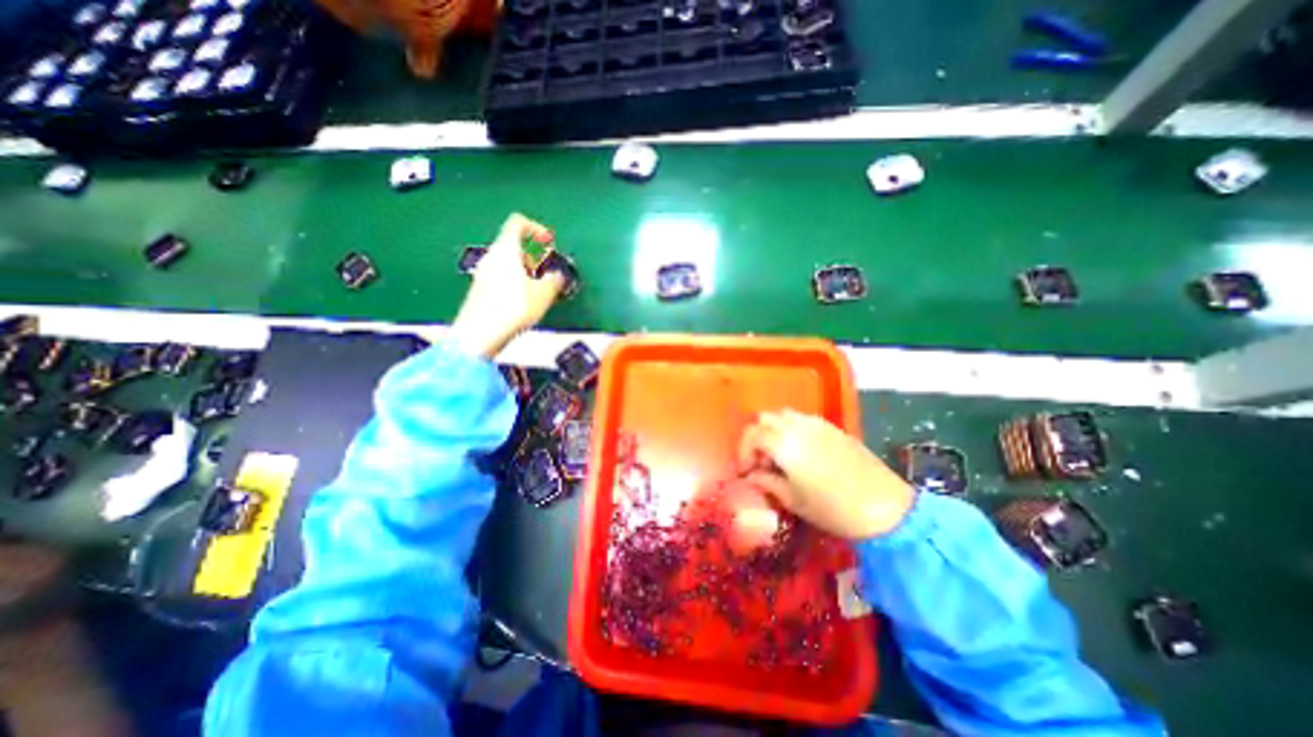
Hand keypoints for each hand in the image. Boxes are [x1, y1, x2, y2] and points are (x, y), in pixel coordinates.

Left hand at [447, 212, 563, 358]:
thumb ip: (554, 281)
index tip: (549, 243)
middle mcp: (491, 257)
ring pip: (508, 264)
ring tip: (539, 293)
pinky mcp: (480, 290)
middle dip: (534, 258)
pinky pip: (501, 278)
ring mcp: (483, 273)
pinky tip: (524, 304)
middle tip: (547, 275)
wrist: (479, 334)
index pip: (518, 223)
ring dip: (526, 273)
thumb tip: (557, 276)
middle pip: (514, 246)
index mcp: (506, 249)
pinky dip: (515, 284)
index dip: (537, 228)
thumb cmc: (512, 308)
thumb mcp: (543, 294)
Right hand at [734, 409, 914, 541]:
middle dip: (755, 437)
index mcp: (784, 443)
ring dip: (773, 430)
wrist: (885, 507)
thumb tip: (752, 476)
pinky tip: (800, 452)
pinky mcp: (832, 427)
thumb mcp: (793, 500)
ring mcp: (817, 423)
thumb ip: (767, 483)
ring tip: (778, 456)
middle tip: (760, 462)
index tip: (745, 471)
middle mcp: (797, 426)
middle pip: (764, 418)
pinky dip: (791, 429)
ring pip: (783, 415)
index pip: (751, 434)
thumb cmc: (833, 509)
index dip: (743, 451)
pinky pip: (802, 419)